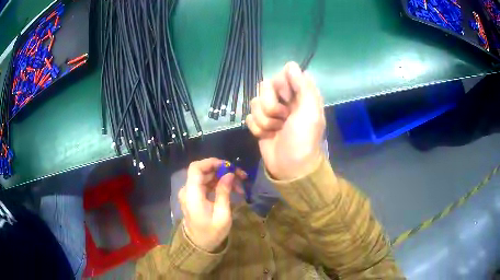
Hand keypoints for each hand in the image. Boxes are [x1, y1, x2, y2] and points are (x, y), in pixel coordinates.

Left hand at [178, 158, 246, 251]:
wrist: (199, 245)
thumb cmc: (211, 233)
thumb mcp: (222, 215)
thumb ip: (223, 193)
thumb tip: (229, 174)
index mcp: (192, 195)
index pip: (196, 168)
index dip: (211, 162)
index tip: (228, 165)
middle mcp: (188, 190)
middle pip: (203, 171)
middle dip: (222, 170)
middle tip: (241, 175)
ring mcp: (190, 193)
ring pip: (206, 176)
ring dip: (222, 177)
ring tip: (239, 185)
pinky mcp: (194, 196)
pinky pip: (206, 184)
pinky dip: (218, 184)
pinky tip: (232, 189)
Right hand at [246, 62, 325, 179]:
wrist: (290, 167)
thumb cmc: (303, 139)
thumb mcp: (310, 112)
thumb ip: (303, 86)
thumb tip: (291, 64)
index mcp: (299, 94)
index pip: (284, 74)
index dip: (282, 86)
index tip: (288, 99)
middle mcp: (284, 100)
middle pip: (265, 86)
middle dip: (271, 106)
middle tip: (283, 118)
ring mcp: (270, 112)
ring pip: (255, 102)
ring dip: (265, 120)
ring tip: (276, 130)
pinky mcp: (259, 123)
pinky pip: (249, 117)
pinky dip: (258, 129)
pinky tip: (267, 136)